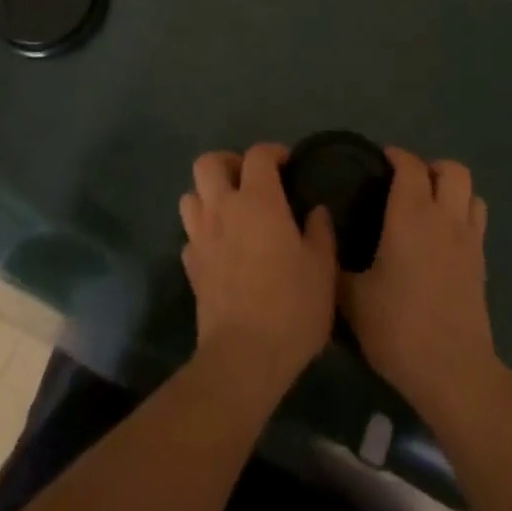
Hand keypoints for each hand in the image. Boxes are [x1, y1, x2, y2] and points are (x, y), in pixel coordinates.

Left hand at [180, 143, 337, 392]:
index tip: (287, 165)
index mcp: (258, 200)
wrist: (243, 358)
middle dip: (228, 163)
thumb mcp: (322, 268)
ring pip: (191, 195)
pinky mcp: (190, 268)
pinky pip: (190, 235)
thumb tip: (316, 210)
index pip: (258, 155)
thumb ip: (320, 231)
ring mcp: (201, 237)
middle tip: (249, 181)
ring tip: (231, 212)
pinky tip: (220, 250)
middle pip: (208, 163)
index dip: (273, 152)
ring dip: (208, 196)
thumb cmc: (290, 306)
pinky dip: (203, 234)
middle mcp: (223, 208)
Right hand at [342, 148, 498, 421]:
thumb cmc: (399, 327)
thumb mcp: (353, 299)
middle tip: (407, 185)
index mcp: (411, 213)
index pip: (410, 164)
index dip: (396, 155)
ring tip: (430, 208)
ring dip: (452, 191)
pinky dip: (463, 217)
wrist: (454, 373)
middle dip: (431, 168)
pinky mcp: (482, 265)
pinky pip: (477, 222)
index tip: (379, 161)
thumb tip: (320, 241)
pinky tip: (443, 240)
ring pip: (471, 193)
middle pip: (452, 169)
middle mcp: (444, 217)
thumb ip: (335, 264)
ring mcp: (469, 240)